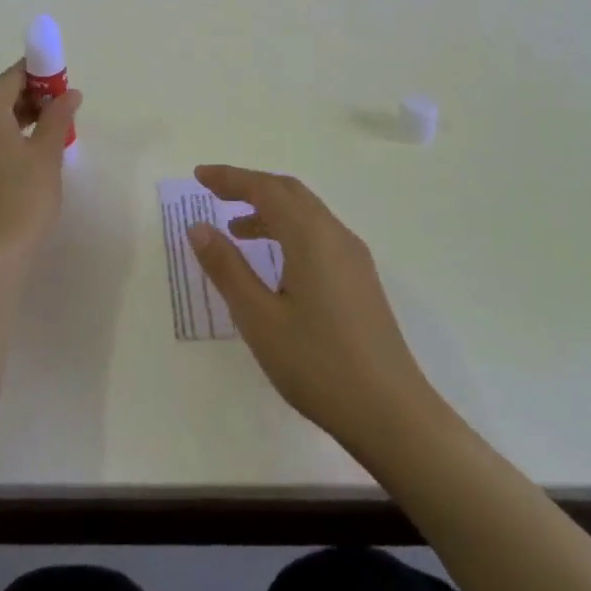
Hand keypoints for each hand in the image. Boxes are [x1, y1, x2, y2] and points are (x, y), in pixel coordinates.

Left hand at [0, 62, 81, 263]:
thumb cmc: (24, 196)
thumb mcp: (47, 152)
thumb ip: (58, 116)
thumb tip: (70, 94)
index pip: (13, 77)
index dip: (40, 77)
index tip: (63, 86)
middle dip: (29, 99)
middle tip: (59, 113)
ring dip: (14, 119)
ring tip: (45, 135)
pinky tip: (20, 157)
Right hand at [189, 165, 437, 454]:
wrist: (392, 414)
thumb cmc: (318, 364)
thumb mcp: (259, 318)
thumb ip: (227, 268)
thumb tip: (199, 227)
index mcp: (311, 236)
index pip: (265, 189)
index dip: (230, 178)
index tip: (198, 175)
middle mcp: (336, 235)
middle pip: (289, 192)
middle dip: (250, 186)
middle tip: (213, 192)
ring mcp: (353, 257)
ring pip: (306, 213)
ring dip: (269, 209)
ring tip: (234, 229)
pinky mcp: (360, 279)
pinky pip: (318, 234)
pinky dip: (288, 230)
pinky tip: (274, 261)